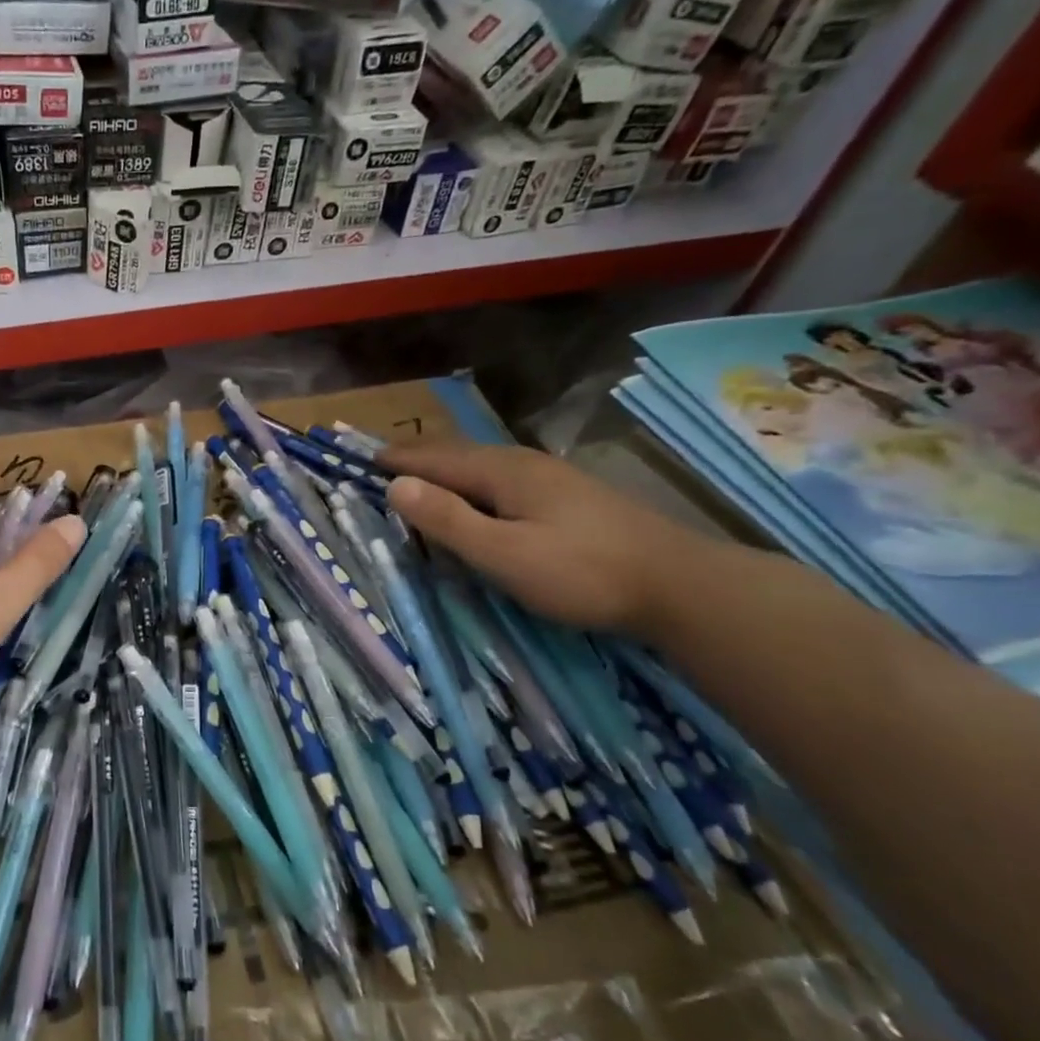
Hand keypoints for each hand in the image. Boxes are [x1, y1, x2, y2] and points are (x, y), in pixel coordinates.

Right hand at [382, 441, 708, 632]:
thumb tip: (395, 486)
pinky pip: (500, 480)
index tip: (359, 459)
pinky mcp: (568, 498)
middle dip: (417, 458)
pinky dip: (470, 483)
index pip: (434, 459)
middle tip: (380, 464)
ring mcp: (550, 479)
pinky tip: (476, 498)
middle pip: (457, 455)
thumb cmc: (582, 572)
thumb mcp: (503, 553)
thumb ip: (448, 520)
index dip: (396, 460)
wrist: (681, 585)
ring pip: (481, 466)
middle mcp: (523, 464)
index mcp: (502, 472)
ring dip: (444, 469)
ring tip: (417, 477)